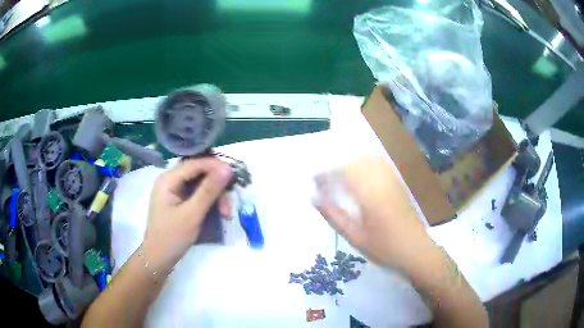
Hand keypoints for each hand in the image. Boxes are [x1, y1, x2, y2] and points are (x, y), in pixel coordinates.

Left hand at [143, 158, 232, 267]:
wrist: (159, 259)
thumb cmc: (172, 237)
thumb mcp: (192, 214)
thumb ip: (209, 190)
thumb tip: (227, 168)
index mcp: (168, 179)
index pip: (195, 163)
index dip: (216, 166)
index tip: (235, 176)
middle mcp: (171, 180)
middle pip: (200, 174)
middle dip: (217, 187)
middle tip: (229, 205)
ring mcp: (175, 191)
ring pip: (201, 185)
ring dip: (216, 197)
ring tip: (226, 214)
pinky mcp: (179, 201)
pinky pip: (198, 194)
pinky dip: (210, 202)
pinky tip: (219, 213)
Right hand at [314, 156, 434, 273]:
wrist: (416, 251)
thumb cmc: (384, 248)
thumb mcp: (355, 237)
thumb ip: (334, 216)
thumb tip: (314, 199)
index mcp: (370, 195)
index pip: (343, 173)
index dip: (326, 174)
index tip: (313, 181)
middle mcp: (382, 181)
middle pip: (355, 162)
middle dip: (336, 168)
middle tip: (323, 181)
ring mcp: (392, 180)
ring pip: (367, 160)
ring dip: (350, 165)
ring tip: (338, 178)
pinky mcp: (398, 183)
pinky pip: (379, 165)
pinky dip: (364, 165)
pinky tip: (358, 177)